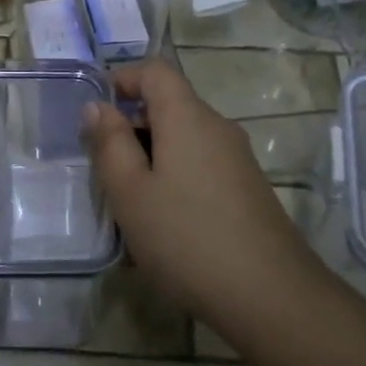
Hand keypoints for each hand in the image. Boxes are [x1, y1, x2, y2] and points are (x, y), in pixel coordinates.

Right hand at [84, 61, 323, 317]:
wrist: (269, 295)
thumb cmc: (186, 237)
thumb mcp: (130, 192)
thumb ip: (110, 143)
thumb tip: (97, 106)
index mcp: (188, 117)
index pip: (156, 71)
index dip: (123, 78)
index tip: (95, 109)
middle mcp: (218, 127)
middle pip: (170, 105)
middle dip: (131, 124)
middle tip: (103, 166)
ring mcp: (238, 159)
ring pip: (184, 139)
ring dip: (150, 155)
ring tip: (128, 200)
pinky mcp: (247, 188)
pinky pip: (201, 164)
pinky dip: (174, 175)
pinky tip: (163, 220)